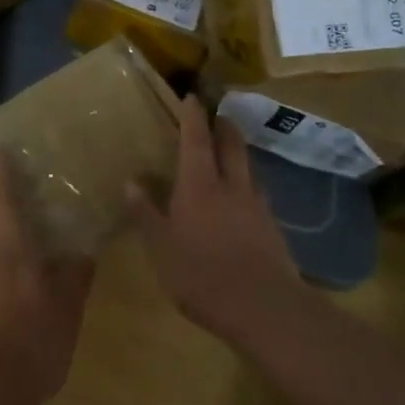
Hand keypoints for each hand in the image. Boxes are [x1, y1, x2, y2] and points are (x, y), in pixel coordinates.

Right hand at [128, 96, 303, 345]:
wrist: (264, 307)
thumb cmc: (202, 275)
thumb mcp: (161, 248)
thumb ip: (146, 214)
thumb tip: (131, 182)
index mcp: (199, 185)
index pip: (195, 139)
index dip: (193, 116)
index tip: (192, 96)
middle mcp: (231, 186)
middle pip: (231, 145)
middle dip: (224, 126)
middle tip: (217, 116)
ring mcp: (257, 206)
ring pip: (248, 168)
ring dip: (239, 154)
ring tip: (230, 154)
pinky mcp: (273, 228)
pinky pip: (258, 195)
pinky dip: (248, 186)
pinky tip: (244, 201)